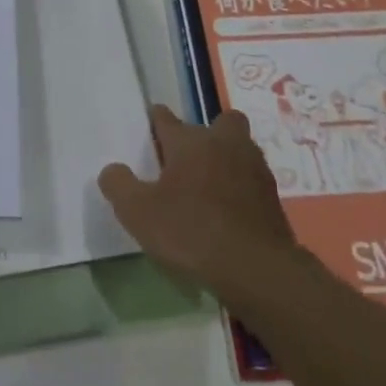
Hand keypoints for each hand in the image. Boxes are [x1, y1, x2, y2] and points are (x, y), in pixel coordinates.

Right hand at [99, 105, 298, 292]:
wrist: (256, 268)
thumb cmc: (191, 231)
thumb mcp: (138, 213)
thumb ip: (119, 186)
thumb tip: (112, 170)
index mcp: (189, 141)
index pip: (166, 118)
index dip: (157, 121)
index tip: (151, 128)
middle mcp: (224, 144)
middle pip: (220, 122)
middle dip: (208, 133)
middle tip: (191, 159)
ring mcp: (254, 169)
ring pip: (241, 149)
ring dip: (228, 159)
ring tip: (210, 186)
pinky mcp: (273, 198)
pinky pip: (253, 181)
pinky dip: (242, 189)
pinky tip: (230, 211)